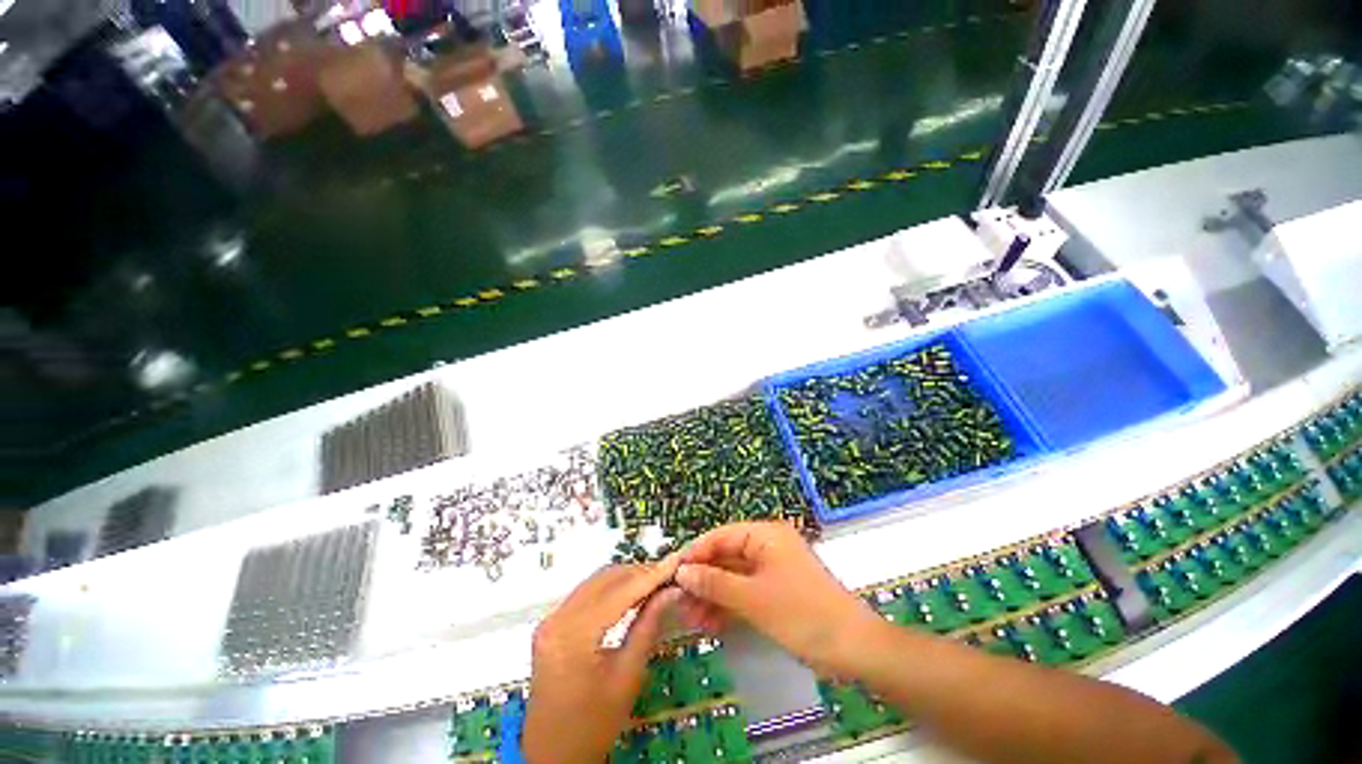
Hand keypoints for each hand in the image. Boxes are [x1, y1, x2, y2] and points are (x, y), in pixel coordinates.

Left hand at [523, 558, 681, 763]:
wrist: (553, 758)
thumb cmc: (593, 725)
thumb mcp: (627, 677)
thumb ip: (647, 627)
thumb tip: (671, 591)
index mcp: (573, 635)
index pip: (619, 592)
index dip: (650, 575)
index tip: (676, 562)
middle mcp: (557, 618)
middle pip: (605, 580)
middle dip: (639, 573)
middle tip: (668, 573)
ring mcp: (550, 619)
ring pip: (595, 582)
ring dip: (625, 578)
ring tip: (655, 581)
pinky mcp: (551, 624)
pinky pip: (585, 594)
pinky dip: (610, 590)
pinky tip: (631, 593)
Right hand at [674, 522, 879, 676]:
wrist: (855, 649)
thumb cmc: (802, 614)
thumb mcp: (753, 599)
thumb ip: (714, 583)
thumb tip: (682, 573)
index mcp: (765, 535)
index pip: (720, 535)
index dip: (695, 553)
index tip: (670, 573)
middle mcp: (767, 546)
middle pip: (725, 556)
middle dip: (702, 579)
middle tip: (677, 602)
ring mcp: (772, 570)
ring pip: (733, 577)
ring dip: (712, 595)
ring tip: (690, 618)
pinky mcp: (776, 592)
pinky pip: (744, 592)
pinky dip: (728, 605)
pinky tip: (710, 623)